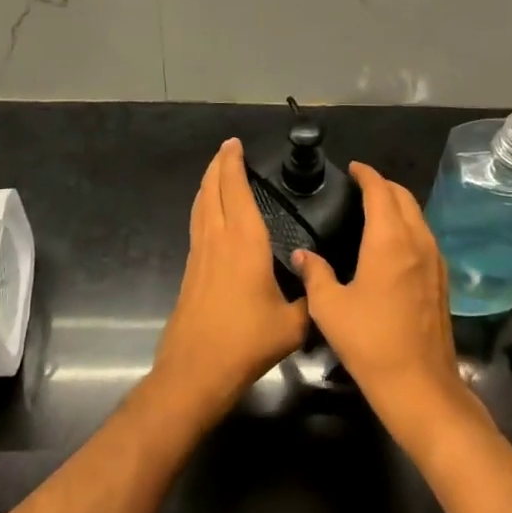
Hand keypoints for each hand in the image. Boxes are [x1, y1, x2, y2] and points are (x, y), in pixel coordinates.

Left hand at [149, 139, 309, 426]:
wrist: (197, 368)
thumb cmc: (246, 340)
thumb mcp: (292, 324)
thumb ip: (310, 300)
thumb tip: (320, 286)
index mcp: (244, 240)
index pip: (236, 189)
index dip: (234, 163)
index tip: (235, 144)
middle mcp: (218, 237)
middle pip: (212, 189)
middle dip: (218, 164)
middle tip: (228, 149)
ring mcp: (200, 252)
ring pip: (201, 204)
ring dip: (208, 182)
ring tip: (217, 170)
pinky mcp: (191, 268)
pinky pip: (198, 222)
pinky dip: (204, 204)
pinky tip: (210, 212)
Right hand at [294, 163, 483, 453]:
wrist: (420, 386)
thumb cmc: (370, 342)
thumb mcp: (330, 308)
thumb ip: (315, 274)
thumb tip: (302, 255)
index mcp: (389, 239)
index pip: (379, 190)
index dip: (366, 174)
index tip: (352, 168)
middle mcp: (416, 241)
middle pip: (403, 197)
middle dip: (383, 185)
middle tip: (360, 185)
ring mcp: (434, 260)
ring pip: (417, 216)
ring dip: (398, 204)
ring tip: (374, 208)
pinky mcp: (441, 280)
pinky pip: (424, 236)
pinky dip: (408, 225)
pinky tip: (393, 242)